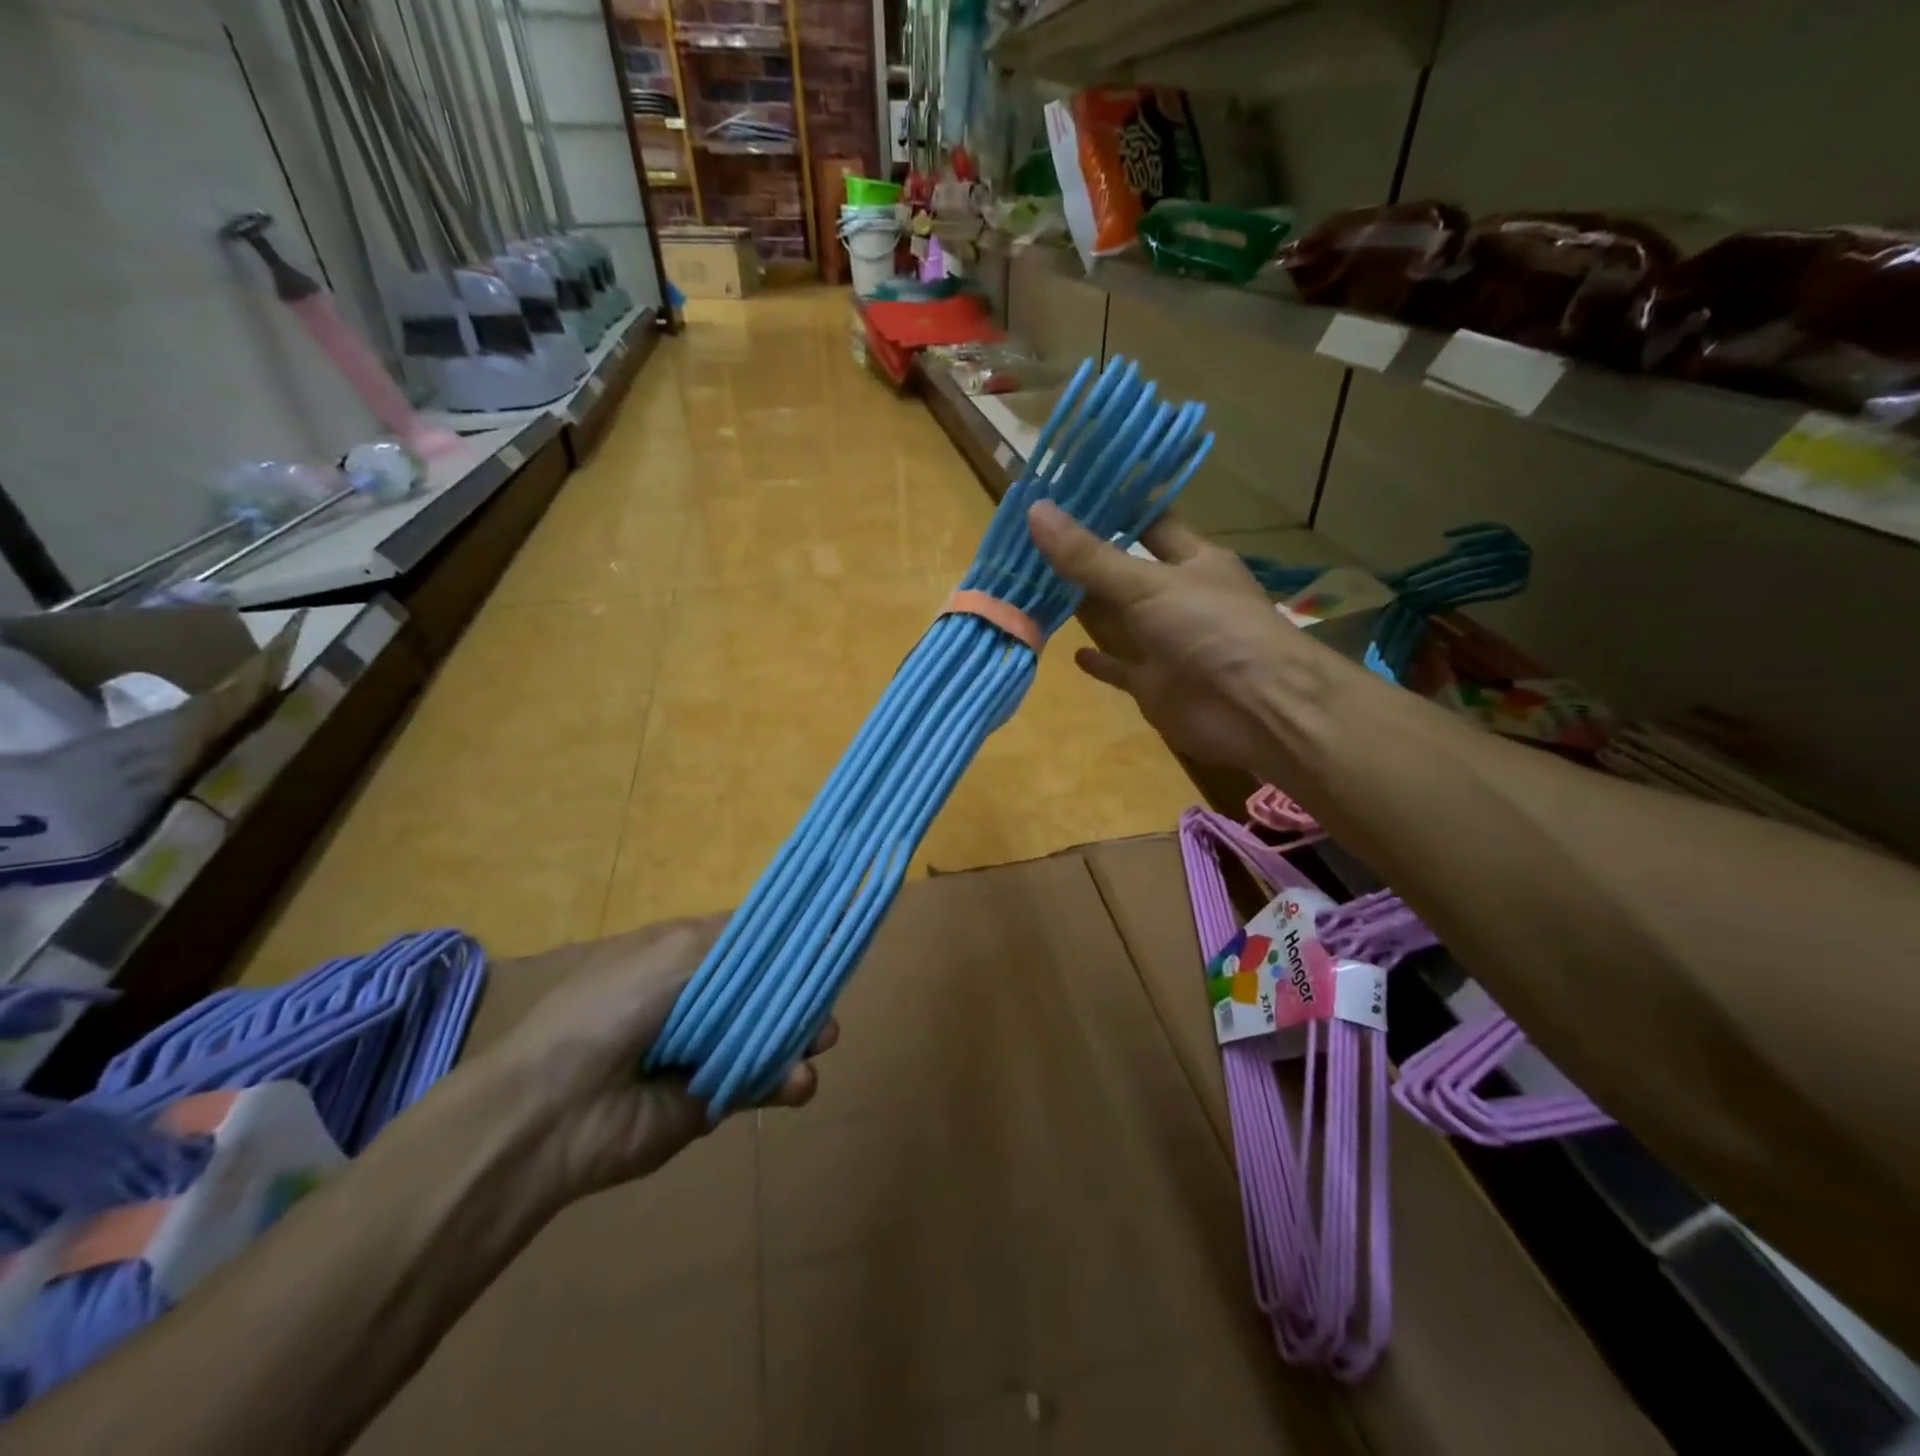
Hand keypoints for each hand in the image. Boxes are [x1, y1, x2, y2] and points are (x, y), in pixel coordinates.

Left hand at [483, 919, 837, 1205]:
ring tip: (824, 1041)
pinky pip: (760, 1083)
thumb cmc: (614, 1008)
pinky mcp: (712, 1099)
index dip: (792, 932)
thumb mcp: (675, 952)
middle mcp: (700, 996)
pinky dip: (787, 1082)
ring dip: (803, 1035)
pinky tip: (801, 1082)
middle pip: (770, 984)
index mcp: (685, 952)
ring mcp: (707, 1048)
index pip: (753, 935)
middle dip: (805, 988)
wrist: (554, 1109)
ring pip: (772, 1033)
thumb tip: (793, 924)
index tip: (837, 927)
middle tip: (833, 997)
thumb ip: (740, 942)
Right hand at [1027, 501, 1308, 772]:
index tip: (1068, 492)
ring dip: (1083, 608)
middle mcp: (1177, 598)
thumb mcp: (1147, 584)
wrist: (1253, 710)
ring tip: (1032, 588)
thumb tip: (1035, 510)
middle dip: (1084, 559)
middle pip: (1124, 573)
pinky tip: (1072, 652)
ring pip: (1116, 620)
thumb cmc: (1210, 628)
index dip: (1115, 507)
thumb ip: (1089, 557)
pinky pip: (1120, 668)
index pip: (1150, 522)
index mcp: (1191, 560)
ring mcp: (1165, 643)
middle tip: (1030, 540)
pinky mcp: (1154, 684)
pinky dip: (1099, 661)